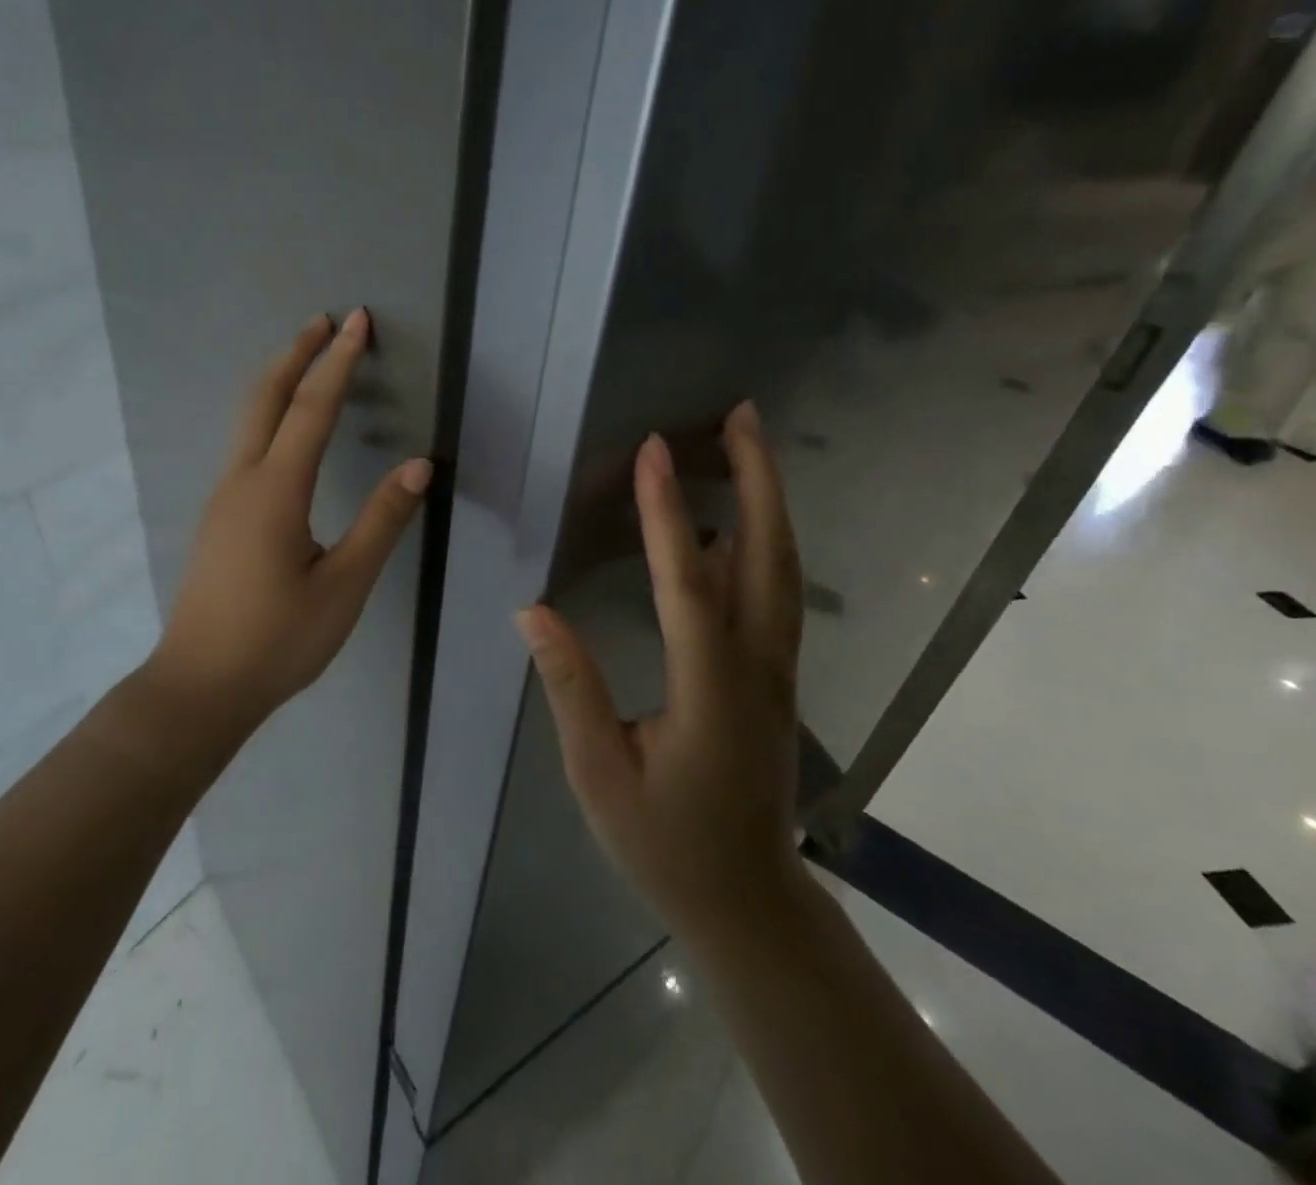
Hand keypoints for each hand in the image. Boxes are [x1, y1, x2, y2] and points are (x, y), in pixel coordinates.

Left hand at [149, 310, 432, 729]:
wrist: (200, 687)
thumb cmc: (278, 640)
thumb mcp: (343, 585)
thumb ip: (381, 522)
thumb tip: (418, 466)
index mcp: (276, 491)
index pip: (312, 408)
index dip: (337, 361)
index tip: (356, 320)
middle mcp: (242, 481)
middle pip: (264, 396)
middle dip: (296, 353)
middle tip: (325, 320)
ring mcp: (223, 498)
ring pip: (248, 419)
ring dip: (280, 380)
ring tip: (310, 359)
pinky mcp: (219, 518)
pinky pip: (245, 445)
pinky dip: (270, 413)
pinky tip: (286, 428)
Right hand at [516, 401, 807, 945]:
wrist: (747, 901)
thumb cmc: (664, 842)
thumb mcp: (599, 774)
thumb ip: (571, 687)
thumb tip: (533, 610)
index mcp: (708, 687)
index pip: (686, 582)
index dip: (666, 511)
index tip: (654, 449)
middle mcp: (756, 666)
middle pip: (768, 555)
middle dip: (757, 478)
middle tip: (743, 414)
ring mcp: (776, 671)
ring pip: (782, 570)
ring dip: (768, 501)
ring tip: (747, 446)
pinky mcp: (775, 678)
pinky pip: (774, 595)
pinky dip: (764, 542)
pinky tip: (738, 524)